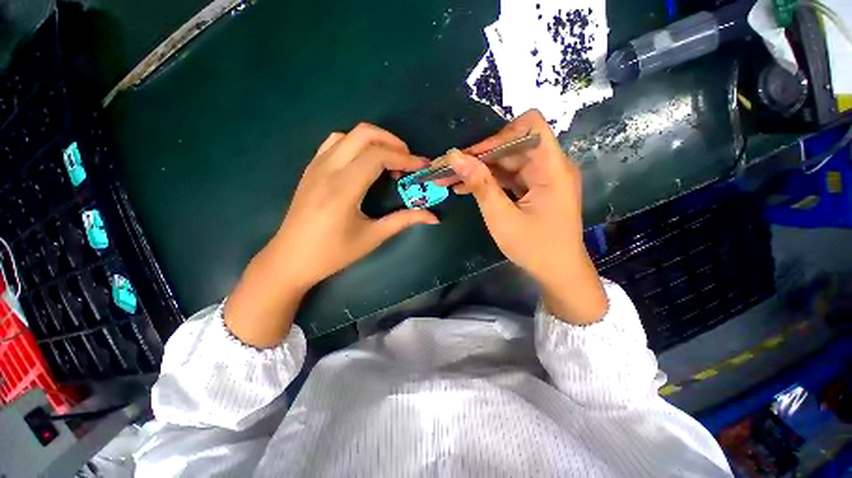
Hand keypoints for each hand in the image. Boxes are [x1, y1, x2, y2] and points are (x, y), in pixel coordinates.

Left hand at [273, 124, 438, 288]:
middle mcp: (327, 170)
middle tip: (408, 161)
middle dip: (392, 142)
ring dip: (374, 141)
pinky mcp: (310, 169)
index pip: (377, 156)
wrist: (289, 259)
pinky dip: (356, 144)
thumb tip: (433, 217)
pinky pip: (335, 143)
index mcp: (343, 189)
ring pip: (348, 135)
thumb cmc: (332, 253)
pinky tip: (364, 162)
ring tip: (389, 160)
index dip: (404, 158)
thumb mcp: (372, 238)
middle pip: (363, 134)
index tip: (421, 166)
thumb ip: (403, 221)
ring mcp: (315, 166)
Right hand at [440, 110, 606, 323]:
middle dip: (479, 156)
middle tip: (449, 168)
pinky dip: (488, 181)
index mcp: (552, 168)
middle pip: (512, 145)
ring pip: (506, 162)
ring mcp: (542, 178)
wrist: (558, 273)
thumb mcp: (502, 218)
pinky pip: (508, 177)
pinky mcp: (534, 189)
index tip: (474, 155)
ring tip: (450, 179)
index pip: (531, 125)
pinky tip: (464, 188)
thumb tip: (455, 157)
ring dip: (479, 170)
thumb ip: (480, 185)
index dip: (500, 134)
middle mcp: (550, 167)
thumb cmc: (534, 248)